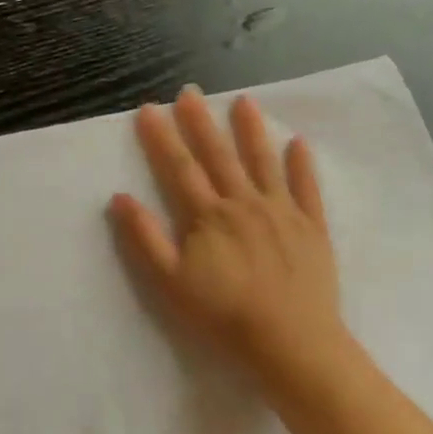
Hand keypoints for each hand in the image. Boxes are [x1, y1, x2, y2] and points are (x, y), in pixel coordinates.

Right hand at [110, 88, 347, 380]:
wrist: (290, 340)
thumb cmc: (223, 315)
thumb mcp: (170, 282)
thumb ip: (145, 238)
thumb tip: (120, 198)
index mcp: (208, 216)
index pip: (179, 168)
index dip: (162, 137)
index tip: (149, 109)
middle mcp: (244, 203)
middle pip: (218, 156)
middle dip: (200, 123)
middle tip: (190, 92)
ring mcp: (282, 212)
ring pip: (263, 162)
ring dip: (251, 131)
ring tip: (243, 101)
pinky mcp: (312, 227)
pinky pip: (306, 189)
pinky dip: (302, 165)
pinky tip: (298, 143)